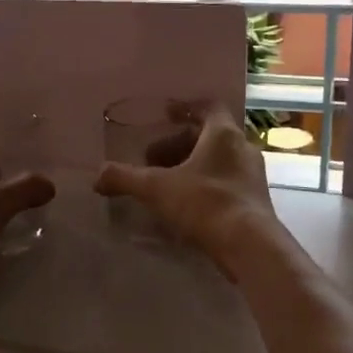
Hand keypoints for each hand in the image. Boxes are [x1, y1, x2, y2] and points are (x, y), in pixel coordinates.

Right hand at [94, 104, 277, 276]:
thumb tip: (97, 176)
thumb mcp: (156, 189)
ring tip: (165, 184)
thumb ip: (125, 178)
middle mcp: (243, 148)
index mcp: (223, 134)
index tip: (165, 115)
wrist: (250, 246)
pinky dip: (204, 185)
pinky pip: (226, 182)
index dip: (184, 108)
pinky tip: (185, 205)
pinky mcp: (255, 201)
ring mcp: (252, 176)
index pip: (207, 107)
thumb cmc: (205, 203)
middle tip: (152, 160)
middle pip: (209, 136)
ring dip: (191, 166)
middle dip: (178, 145)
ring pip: (218, 161)